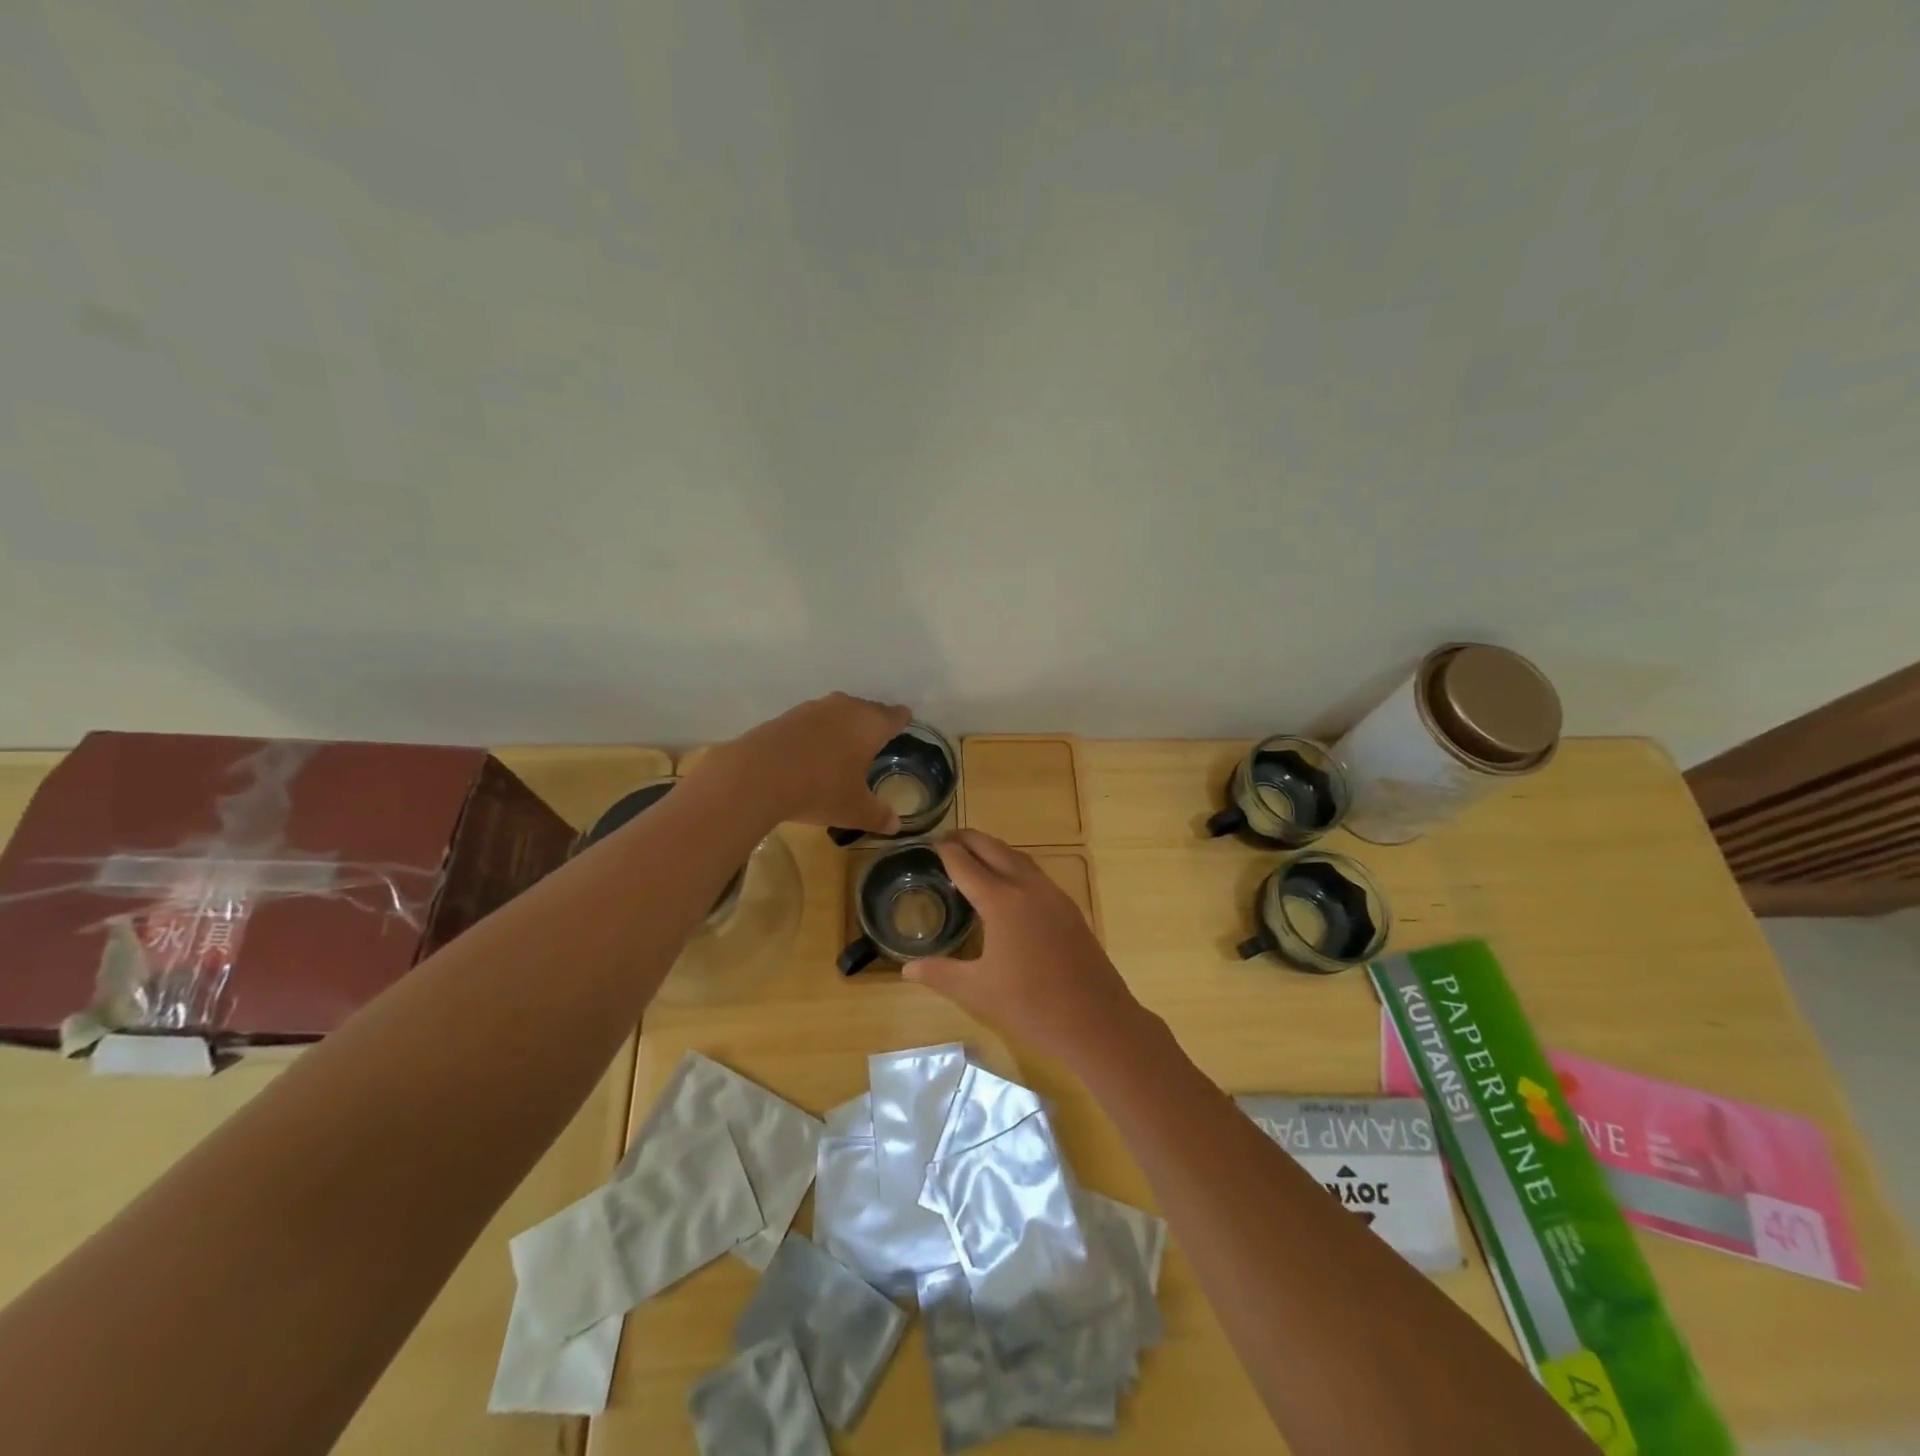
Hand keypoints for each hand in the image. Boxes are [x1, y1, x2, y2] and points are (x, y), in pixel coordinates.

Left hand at [711, 692, 911, 832]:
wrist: (757, 775)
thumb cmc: (820, 789)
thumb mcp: (854, 809)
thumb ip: (878, 815)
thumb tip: (895, 825)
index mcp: (870, 724)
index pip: (895, 715)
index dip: (902, 720)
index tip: (905, 723)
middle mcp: (846, 708)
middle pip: (868, 709)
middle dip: (873, 722)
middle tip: (877, 740)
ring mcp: (814, 708)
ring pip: (838, 712)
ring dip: (843, 726)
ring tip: (844, 746)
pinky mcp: (787, 716)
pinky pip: (813, 721)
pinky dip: (817, 733)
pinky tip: (812, 751)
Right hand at [905, 830, 1146, 1066]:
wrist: (1096, 1021)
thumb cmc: (1031, 1005)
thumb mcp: (977, 991)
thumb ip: (940, 973)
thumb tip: (907, 969)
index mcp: (1002, 901)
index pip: (966, 864)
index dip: (946, 851)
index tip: (930, 843)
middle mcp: (1028, 887)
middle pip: (994, 849)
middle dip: (969, 839)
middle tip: (947, 839)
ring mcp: (1053, 895)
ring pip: (1019, 858)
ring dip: (994, 850)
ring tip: (973, 855)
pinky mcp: (1069, 908)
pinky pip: (1035, 874)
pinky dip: (1014, 866)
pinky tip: (1007, 885)